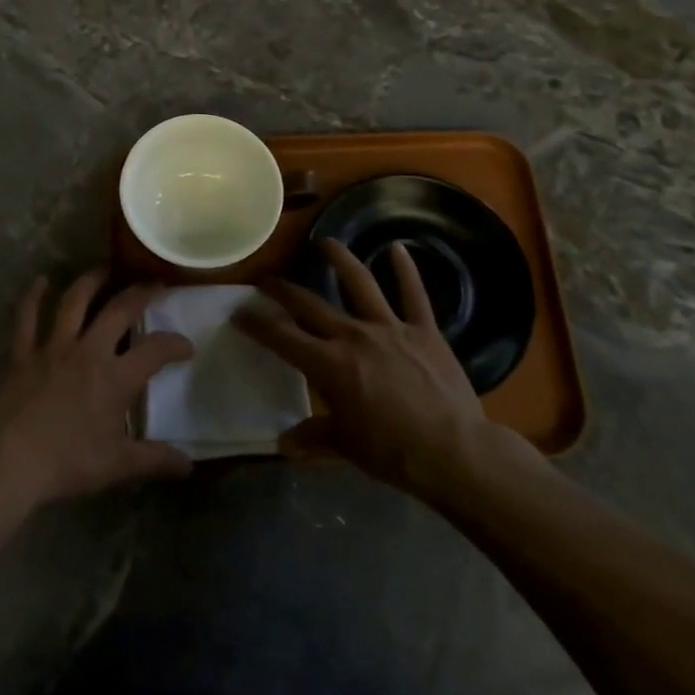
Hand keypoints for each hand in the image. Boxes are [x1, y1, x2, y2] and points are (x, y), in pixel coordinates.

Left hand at [0, 269, 194, 512]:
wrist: (11, 462)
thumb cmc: (68, 462)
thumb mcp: (118, 465)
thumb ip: (155, 459)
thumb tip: (189, 465)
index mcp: (115, 377)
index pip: (156, 350)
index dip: (175, 344)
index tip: (186, 347)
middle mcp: (88, 351)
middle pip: (119, 310)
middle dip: (140, 293)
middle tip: (153, 284)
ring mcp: (53, 347)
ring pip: (75, 302)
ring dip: (92, 281)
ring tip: (105, 268)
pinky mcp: (23, 353)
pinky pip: (27, 317)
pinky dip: (34, 296)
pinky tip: (40, 280)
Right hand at [237, 240, 538, 505]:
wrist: (455, 452)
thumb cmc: (394, 453)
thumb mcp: (347, 447)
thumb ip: (314, 437)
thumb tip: (283, 445)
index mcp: (330, 365)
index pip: (283, 338)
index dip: (257, 324)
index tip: (239, 313)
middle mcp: (353, 336)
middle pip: (310, 305)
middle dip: (283, 290)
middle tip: (266, 279)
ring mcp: (390, 328)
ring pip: (360, 284)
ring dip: (340, 260)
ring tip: (325, 242)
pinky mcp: (424, 330)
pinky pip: (414, 295)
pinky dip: (406, 270)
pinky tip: (398, 247)